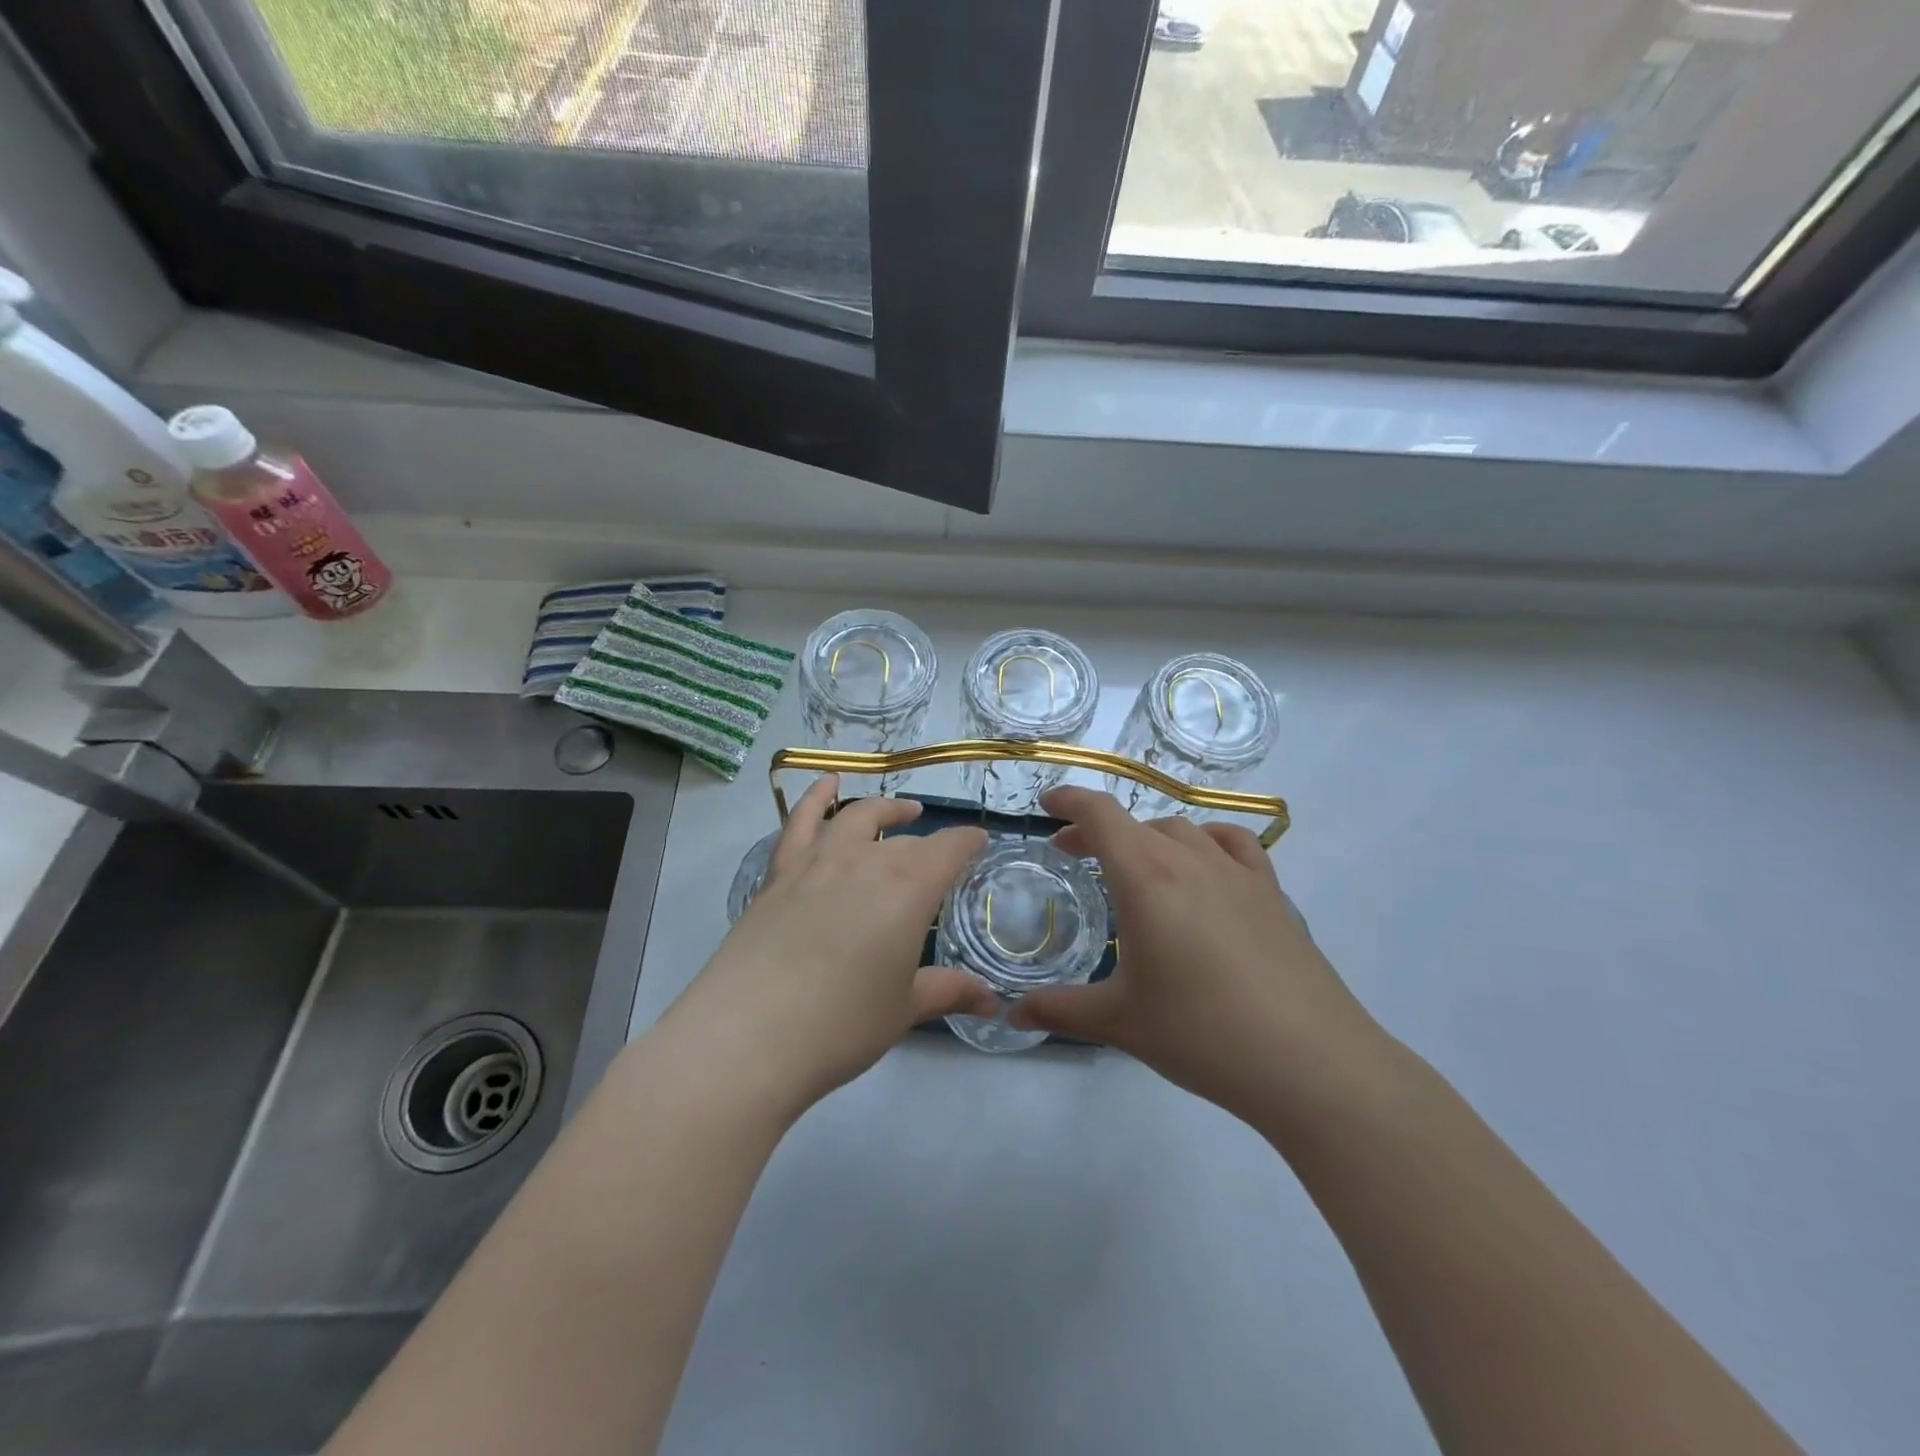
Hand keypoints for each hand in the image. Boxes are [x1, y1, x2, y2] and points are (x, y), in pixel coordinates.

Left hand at [662, 776, 995, 1118]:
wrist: (748, 1035)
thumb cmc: (841, 1025)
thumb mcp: (903, 1009)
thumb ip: (948, 992)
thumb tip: (993, 1003)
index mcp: (908, 888)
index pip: (949, 849)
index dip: (968, 843)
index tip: (979, 842)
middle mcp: (866, 861)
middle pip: (905, 841)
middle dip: (929, 846)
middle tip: (941, 859)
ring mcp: (817, 862)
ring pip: (856, 818)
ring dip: (883, 809)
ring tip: (900, 810)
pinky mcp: (779, 874)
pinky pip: (799, 822)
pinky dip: (815, 798)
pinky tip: (826, 784)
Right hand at [1009, 787, 1393, 1124]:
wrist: (1311, 1063)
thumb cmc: (1202, 1036)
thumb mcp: (1120, 1022)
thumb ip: (1059, 1011)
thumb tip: (1011, 1015)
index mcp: (1147, 879)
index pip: (1100, 814)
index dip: (1069, 801)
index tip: (1046, 806)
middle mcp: (1191, 860)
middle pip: (1136, 822)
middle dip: (1097, 830)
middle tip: (1074, 855)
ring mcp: (1238, 873)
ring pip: (1182, 830)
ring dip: (1146, 837)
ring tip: (1134, 866)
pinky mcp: (1272, 893)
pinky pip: (1232, 845)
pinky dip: (1204, 842)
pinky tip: (1203, 868)